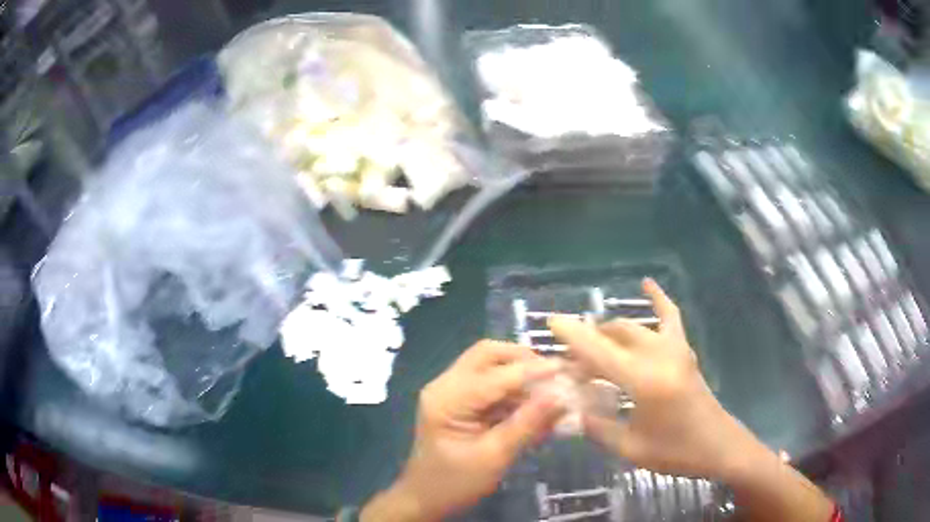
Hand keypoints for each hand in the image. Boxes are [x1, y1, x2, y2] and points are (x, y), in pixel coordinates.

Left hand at [361, 341, 563, 521]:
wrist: (426, 498)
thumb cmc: (456, 483)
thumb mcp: (495, 456)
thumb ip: (527, 423)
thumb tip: (560, 395)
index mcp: (447, 399)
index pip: (494, 374)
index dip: (532, 370)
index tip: (566, 370)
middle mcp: (445, 385)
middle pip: (487, 354)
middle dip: (523, 360)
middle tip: (554, 375)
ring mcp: (450, 391)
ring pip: (489, 365)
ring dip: (520, 375)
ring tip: (550, 391)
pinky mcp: (458, 401)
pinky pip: (489, 384)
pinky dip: (513, 390)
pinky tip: (534, 405)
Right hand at [549, 278, 756, 480]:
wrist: (718, 446)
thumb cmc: (675, 452)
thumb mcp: (630, 449)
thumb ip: (597, 427)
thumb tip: (571, 410)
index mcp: (645, 382)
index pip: (600, 353)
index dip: (573, 336)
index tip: (549, 321)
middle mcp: (659, 357)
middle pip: (614, 337)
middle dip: (588, 343)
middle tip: (570, 364)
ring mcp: (675, 349)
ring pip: (634, 328)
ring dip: (609, 333)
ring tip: (592, 345)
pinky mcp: (684, 350)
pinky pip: (670, 317)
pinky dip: (658, 299)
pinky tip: (648, 284)